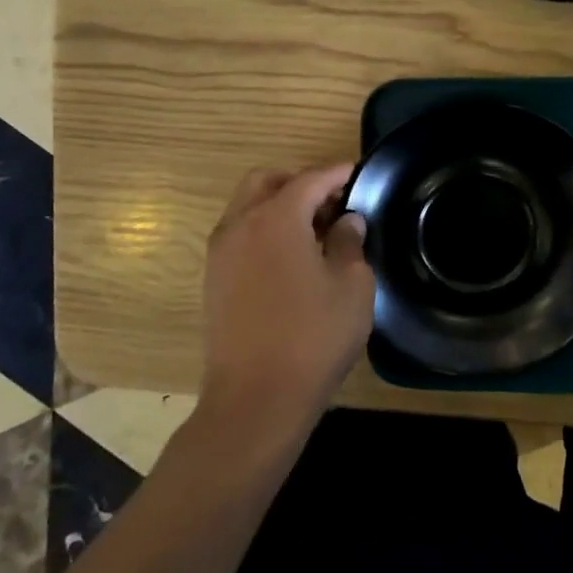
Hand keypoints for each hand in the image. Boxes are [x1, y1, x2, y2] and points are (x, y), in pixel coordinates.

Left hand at [197, 163, 374, 445]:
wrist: (255, 399)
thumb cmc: (313, 338)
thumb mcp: (351, 287)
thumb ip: (350, 243)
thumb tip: (346, 221)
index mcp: (276, 219)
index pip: (310, 179)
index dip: (338, 173)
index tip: (359, 173)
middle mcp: (240, 225)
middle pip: (267, 182)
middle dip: (301, 183)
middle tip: (333, 204)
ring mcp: (220, 253)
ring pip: (247, 207)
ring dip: (279, 206)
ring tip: (314, 232)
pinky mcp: (213, 279)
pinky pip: (239, 235)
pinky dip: (263, 230)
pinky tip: (290, 259)